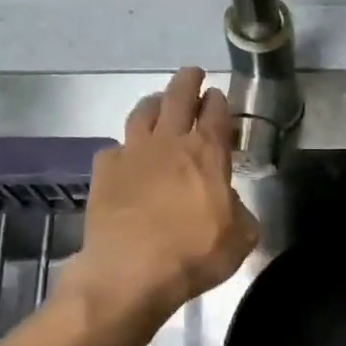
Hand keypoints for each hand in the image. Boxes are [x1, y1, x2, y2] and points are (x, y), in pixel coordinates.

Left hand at [78, 68, 258, 312]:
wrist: (130, 271)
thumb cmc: (194, 254)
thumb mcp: (241, 238)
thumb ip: (240, 211)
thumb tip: (229, 203)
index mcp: (207, 153)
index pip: (216, 113)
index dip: (219, 101)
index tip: (219, 95)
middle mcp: (169, 143)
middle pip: (177, 97)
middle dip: (188, 82)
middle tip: (193, 73)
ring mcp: (132, 153)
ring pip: (142, 112)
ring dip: (154, 102)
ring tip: (158, 102)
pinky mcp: (104, 171)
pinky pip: (116, 147)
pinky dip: (125, 146)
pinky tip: (127, 154)